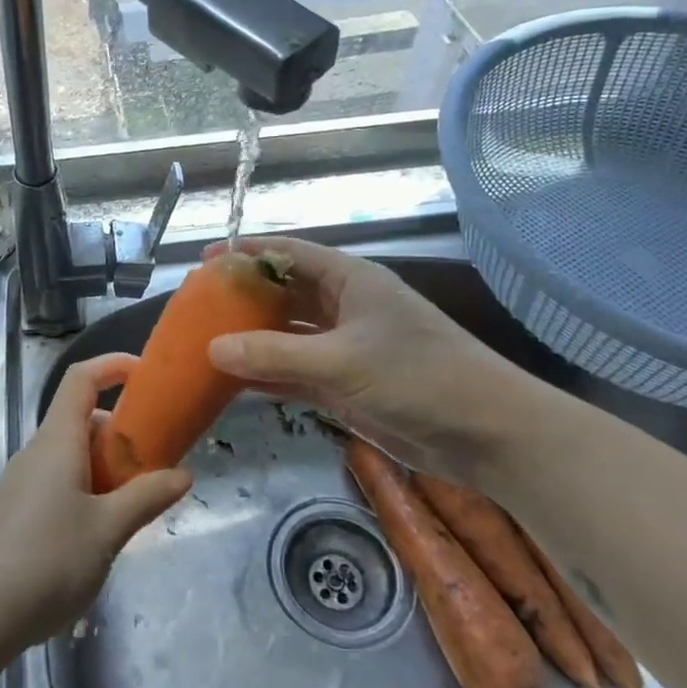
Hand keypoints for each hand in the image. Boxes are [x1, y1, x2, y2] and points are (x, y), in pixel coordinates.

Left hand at [0, 353, 191, 654]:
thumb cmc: (46, 561)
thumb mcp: (108, 531)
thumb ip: (146, 498)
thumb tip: (184, 473)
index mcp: (57, 440)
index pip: (82, 378)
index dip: (113, 365)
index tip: (148, 374)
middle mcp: (37, 452)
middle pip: (81, 419)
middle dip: (121, 432)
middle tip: (156, 463)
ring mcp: (22, 483)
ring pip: (71, 455)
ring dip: (106, 467)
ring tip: (135, 505)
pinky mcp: (16, 512)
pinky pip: (59, 482)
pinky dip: (87, 490)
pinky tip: (100, 534)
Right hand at [204, 237, 548, 484]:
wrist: (488, 434)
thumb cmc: (419, 377)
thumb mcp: (341, 361)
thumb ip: (275, 354)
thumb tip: (212, 347)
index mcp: (351, 281)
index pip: (290, 254)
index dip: (249, 253)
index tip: (207, 259)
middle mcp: (346, 307)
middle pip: (286, 294)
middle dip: (246, 299)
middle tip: (199, 307)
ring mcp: (346, 348)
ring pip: (289, 336)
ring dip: (254, 340)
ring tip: (206, 342)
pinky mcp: (348, 385)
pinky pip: (298, 372)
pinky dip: (270, 375)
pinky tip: (236, 381)